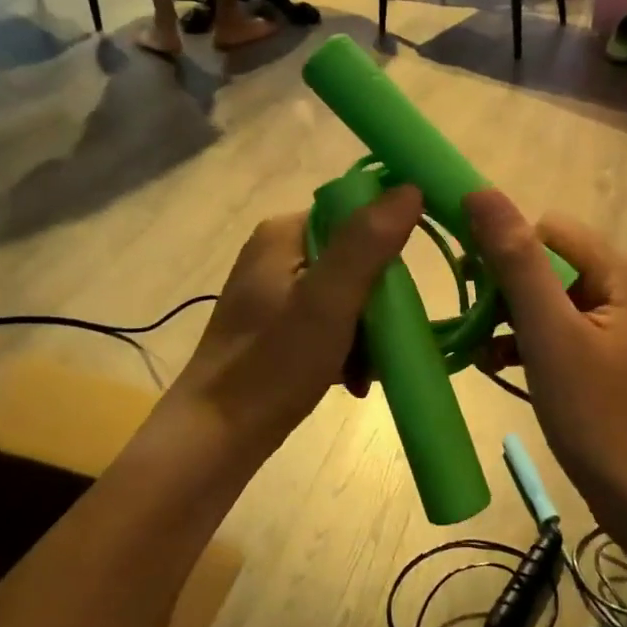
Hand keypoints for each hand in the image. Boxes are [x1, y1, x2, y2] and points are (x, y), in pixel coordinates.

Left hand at [170, 187, 423, 463]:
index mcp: (284, 233)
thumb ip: (368, 244)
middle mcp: (277, 253)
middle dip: (377, 304)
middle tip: (384, 343)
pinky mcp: (277, 326)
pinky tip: (352, 381)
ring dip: (366, 333)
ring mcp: (275, 291)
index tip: (405, 290)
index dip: (388, 245)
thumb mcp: (328, 301)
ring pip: (347, 295)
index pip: (355, 215)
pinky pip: (329, 322)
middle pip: (355, 259)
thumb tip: (410, 188)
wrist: (216, 439)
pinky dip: (346, 348)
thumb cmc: (272, 365)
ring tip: (367, 371)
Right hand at [465, 189, 626, 530]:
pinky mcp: (611, 365)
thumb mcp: (553, 336)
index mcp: (622, 275)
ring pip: (551, 304)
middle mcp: (626, 293)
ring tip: (475, 350)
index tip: (467, 282)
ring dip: (511, 320)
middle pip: (550, 265)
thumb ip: (517, 262)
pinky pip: (562, 337)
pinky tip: (495, 367)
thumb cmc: (604, 419)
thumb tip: (481, 192)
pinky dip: (529, 346)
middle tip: (470, 323)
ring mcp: (620, 332)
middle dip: (505, 289)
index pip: (548, 229)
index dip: (504, 246)